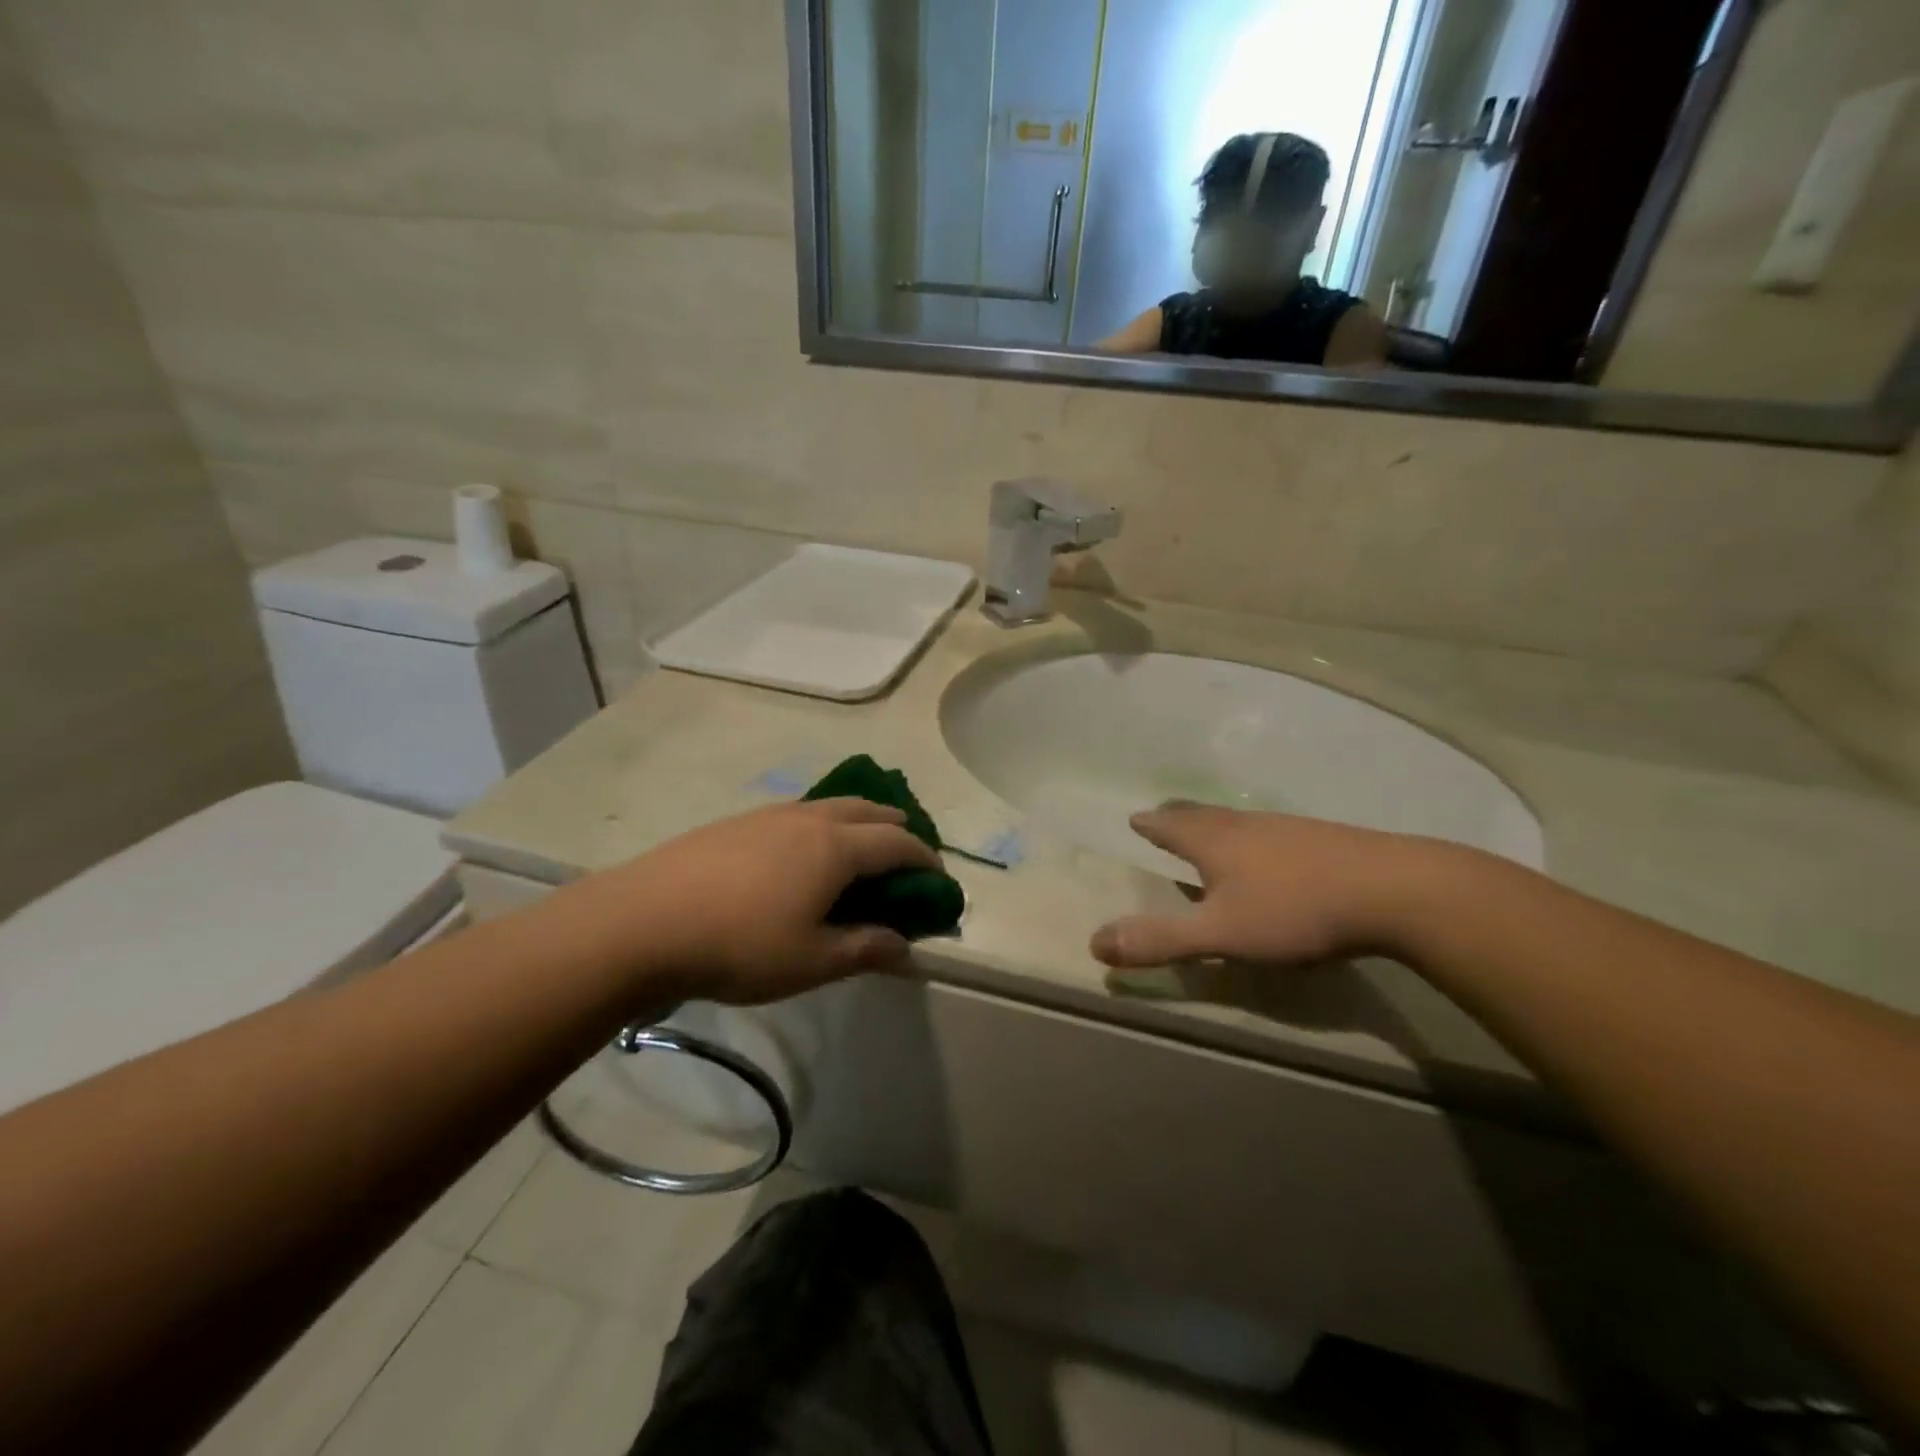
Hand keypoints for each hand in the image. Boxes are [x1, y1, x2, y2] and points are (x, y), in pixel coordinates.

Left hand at [564, 798, 942, 1006]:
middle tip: (905, 860)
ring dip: (858, 824)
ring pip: (831, 806)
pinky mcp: (736, 822)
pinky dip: (822, 827)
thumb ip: (866, 949)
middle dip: (896, 829)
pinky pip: (798, 814)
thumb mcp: (812, 961)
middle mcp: (810, 818)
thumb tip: (907, 947)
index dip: (926, 859)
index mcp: (837, 847)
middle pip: (869, 809)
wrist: (641, 922)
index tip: (939, 880)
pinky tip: (800, 858)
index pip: (899, 842)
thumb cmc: (739, 945)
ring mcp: (770, 815)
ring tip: (857, 854)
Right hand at [1089, 805, 1456, 969]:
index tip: (1135, 819)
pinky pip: (1270, 832)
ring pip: (1238, 821)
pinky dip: (1252, 837)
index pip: (1169, 826)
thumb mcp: (1220, 934)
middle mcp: (1244, 825)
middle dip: (1178, 817)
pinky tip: (1270, 854)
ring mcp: (1286, 828)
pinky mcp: (1322, 839)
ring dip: (1214, 824)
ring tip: (1208, 832)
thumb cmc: (1294, 909)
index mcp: (1213, 840)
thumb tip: (1094, 943)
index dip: (1149, 825)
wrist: (1394, 890)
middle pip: (1201, 815)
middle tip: (1163, 816)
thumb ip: (1160, 940)